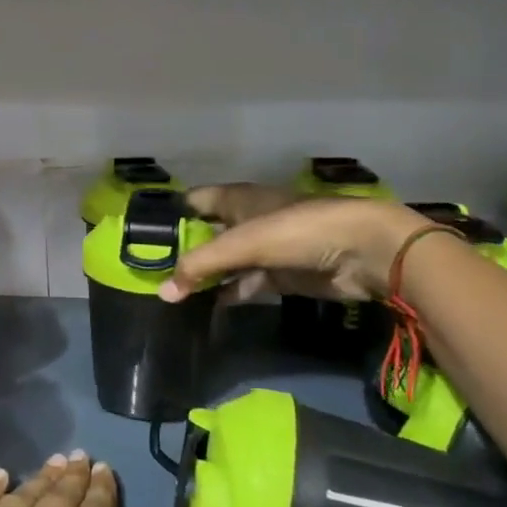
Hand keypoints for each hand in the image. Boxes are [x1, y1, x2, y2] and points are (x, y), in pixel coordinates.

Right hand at [160, 188, 427, 302]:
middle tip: (150, 273)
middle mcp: (247, 220)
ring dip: (204, 277)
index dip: (171, 215)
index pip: (194, 201)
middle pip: (206, 234)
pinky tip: (206, 307)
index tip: (143, 236)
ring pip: (225, 262)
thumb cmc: (297, 231)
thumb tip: (162, 292)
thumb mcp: (243, 244)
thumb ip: (201, 266)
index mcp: (237, 199)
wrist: (364, 252)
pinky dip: (228, 294)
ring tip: (172, 295)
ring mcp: (265, 248)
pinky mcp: (280, 275)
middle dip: (183, 251)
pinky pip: (245, 284)